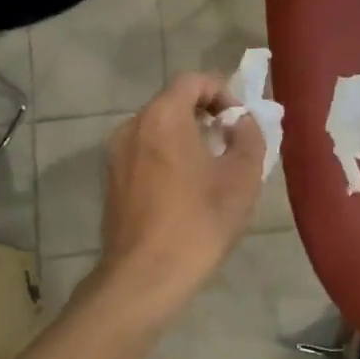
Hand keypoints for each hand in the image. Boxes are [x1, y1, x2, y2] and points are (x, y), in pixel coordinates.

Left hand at [96, 73, 264, 317]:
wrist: (144, 277)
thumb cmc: (198, 222)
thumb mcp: (242, 178)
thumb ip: (249, 138)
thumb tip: (241, 122)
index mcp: (163, 117)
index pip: (193, 80)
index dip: (222, 91)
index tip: (239, 121)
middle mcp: (133, 126)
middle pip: (173, 102)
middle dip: (205, 115)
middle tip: (230, 143)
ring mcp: (116, 154)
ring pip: (157, 128)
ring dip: (185, 136)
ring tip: (210, 168)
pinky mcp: (111, 180)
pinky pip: (143, 152)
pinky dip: (166, 156)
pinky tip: (185, 189)